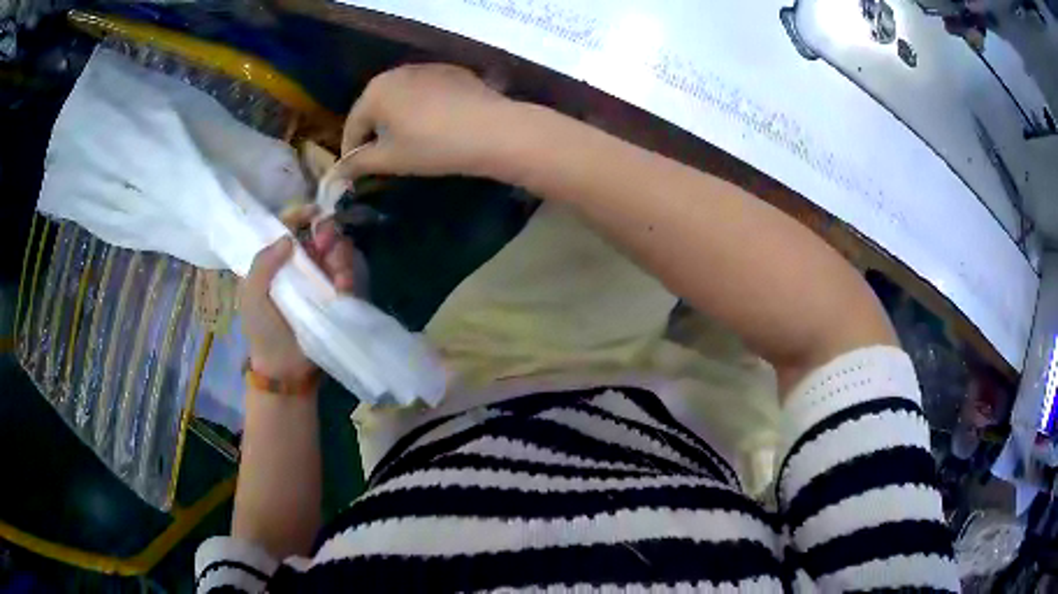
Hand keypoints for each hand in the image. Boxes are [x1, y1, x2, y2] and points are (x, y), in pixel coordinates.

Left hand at [239, 205, 357, 380]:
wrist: (283, 367)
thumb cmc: (262, 330)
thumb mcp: (251, 295)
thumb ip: (262, 264)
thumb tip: (288, 239)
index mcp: (275, 260)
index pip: (288, 227)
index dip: (300, 214)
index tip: (314, 212)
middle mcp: (299, 265)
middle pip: (319, 235)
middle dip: (327, 234)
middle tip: (326, 244)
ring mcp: (319, 280)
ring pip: (337, 252)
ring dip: (340, 257)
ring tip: (337, 276)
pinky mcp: (335, 297)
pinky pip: (348, 277)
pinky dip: (348, 278)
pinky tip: (342, 288)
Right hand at [340, 64, 522, 178]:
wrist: (492, 130)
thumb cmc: (432, 146)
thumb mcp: (391, 159)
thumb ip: (358, 164)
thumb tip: (337, 173)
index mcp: (375, 90)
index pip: (353, 125)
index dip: (351, 152)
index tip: (355, 173)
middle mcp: (397, 72)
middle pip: (375, 107)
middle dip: (374, 133)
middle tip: (381, 159)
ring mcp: (427, 68)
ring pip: (400, 98)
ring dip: (397, 120)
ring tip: (408, 144)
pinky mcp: (452, 72)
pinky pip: (425, 93)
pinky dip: (422, 110)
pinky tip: (435, 127)